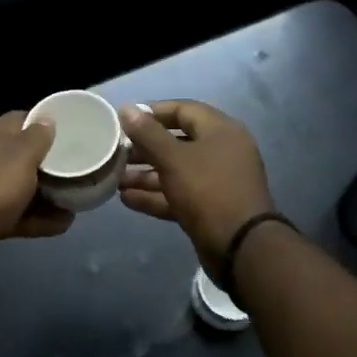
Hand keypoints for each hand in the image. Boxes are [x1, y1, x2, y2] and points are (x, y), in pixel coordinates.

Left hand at [0, 111, 73, 255]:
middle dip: (50, 164)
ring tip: (77, 201)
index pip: (23, 119)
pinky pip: (20, 213)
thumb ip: (39, 135)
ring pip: (23, 187)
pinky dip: (39, 218)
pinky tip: (63, 223)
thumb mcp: (24, 153)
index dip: (46, 124)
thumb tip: (48, 119)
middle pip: (25, 155)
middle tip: (76, 168)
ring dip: (48, 195)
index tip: (70, 133)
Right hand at [118, 100, 275, 284]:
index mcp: (220, 130)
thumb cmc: (207, 190)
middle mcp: (221, 151)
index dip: (153, 112)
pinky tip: (126, 199)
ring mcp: (216, 181)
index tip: (125, 120)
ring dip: (146, 174)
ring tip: (115, 178)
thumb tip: (126, 108)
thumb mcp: (173, 158)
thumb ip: (148, 133)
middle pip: (177, 141)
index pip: (183, 109)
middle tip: (116, 152)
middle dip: (145, 147)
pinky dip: (156, 195)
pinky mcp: (210, 208)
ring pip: (176, 171)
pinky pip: (179, 194)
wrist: (241, 247)